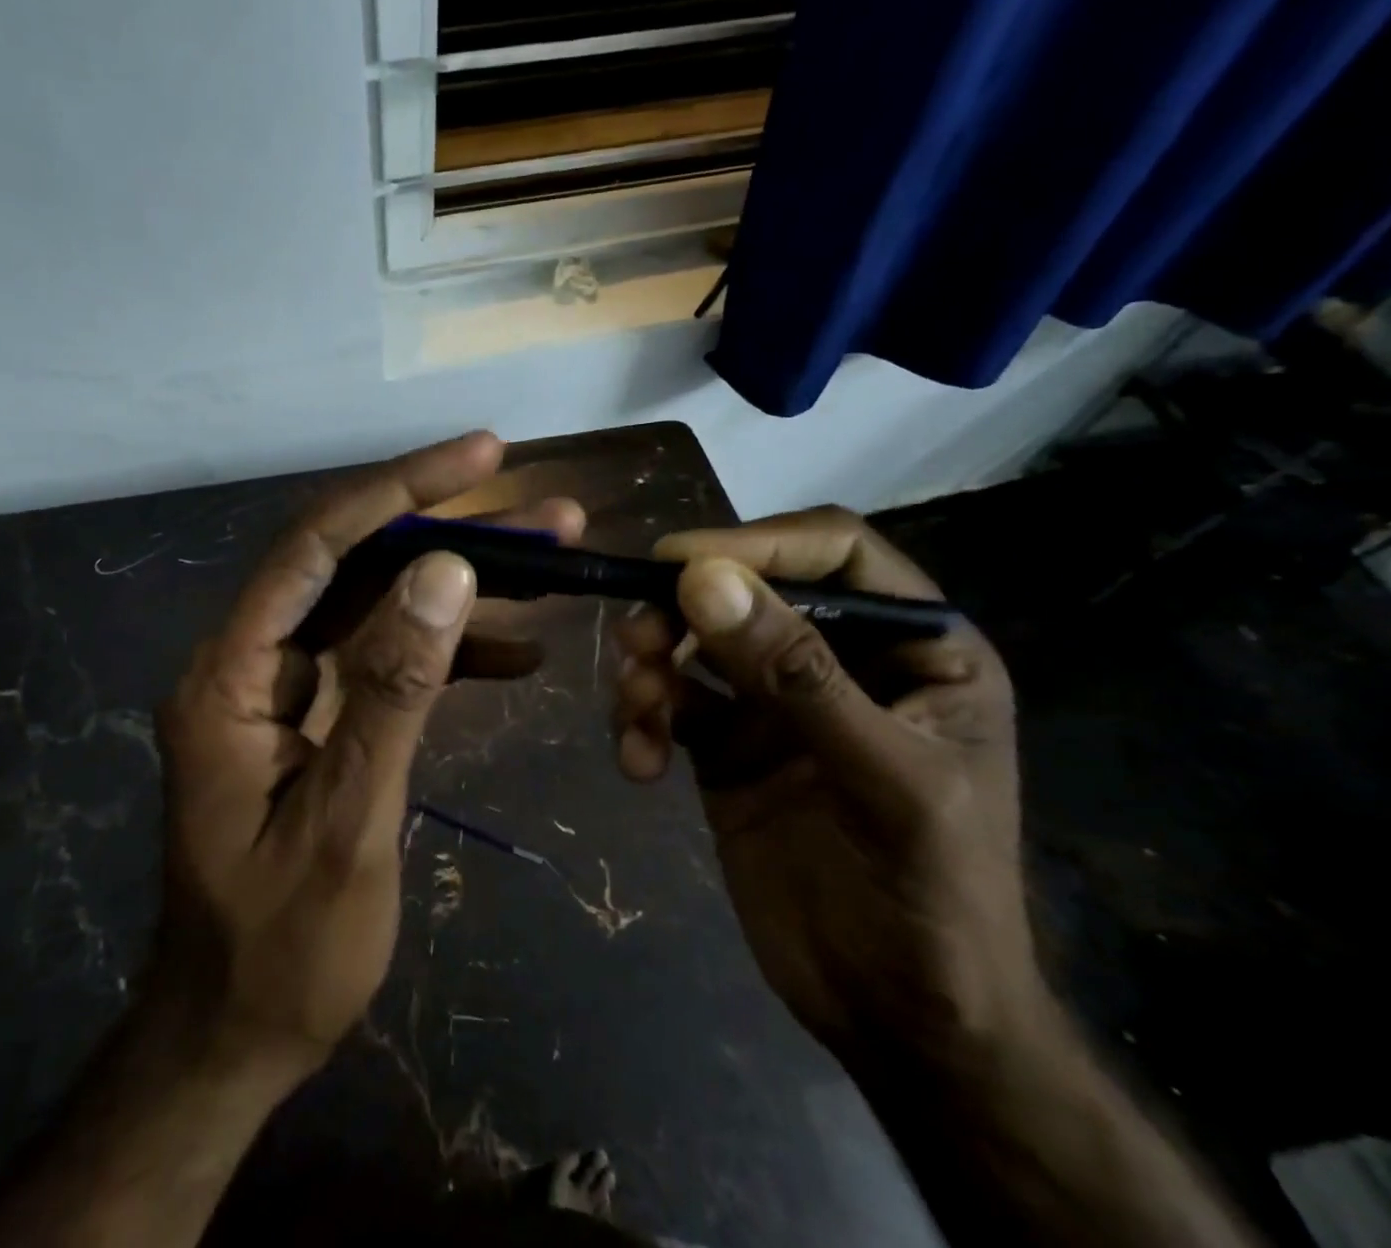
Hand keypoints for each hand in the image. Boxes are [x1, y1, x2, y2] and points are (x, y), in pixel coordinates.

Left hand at [149, 431, 573, 1078]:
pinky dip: (451, 653)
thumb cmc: (280, 949)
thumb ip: (393, 691)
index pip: (317, 547)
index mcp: (232, 675)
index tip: (483, 456)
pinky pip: (388, 663)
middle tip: (545, 511)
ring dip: (463, 587)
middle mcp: (254, 662)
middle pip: (356, 565)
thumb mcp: (346, 822)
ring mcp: (289, 690)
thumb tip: (446, 571)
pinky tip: (520, 654)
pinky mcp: (321, 719)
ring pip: (381, 608)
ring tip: (553, 562)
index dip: (400, 490)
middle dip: (452, 531)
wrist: (235, 1036)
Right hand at [612, 507, 1044, 1070]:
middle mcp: (839, 657)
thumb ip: (796, 675)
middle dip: (681, 611)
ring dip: (650, 664)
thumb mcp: (885, 782)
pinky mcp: (726, 744)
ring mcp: (776, 701)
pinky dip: (641, 720)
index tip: (677, 564)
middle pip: (745, 590)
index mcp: (913, 645)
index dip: (757, 543)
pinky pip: (670, 702)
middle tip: (634, 640)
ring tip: (634, 710)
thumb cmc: (932, 901)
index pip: (832, 551)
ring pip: (694, 642)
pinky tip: (638, 764)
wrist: (900, 1023)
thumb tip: (701, 580)